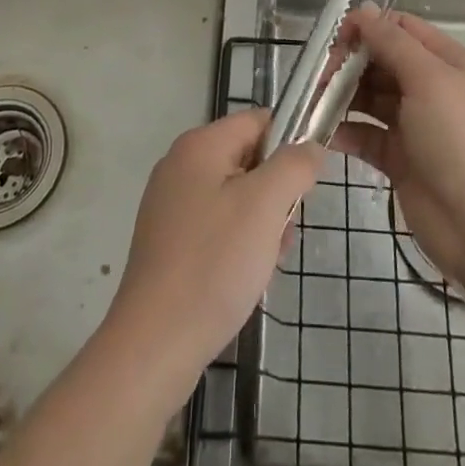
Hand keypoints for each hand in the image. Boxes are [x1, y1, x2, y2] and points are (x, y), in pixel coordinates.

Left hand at [102, 109, 322, 395]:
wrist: (155, 344)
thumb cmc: (214, 263)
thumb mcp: (265, 205)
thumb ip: (294, 165)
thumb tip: (309, 146)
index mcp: (199, 145)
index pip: (258, 121)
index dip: (290, 143)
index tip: (307, 184)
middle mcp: (180, 165)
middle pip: (247, 159)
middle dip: (275, 193)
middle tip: (284, 231)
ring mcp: (170, 205)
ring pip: (235, 197)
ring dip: (261, 224)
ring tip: (266, 262)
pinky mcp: (168, 242)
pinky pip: (217, 226)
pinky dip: (238, 245)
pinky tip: (246, 279)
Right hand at [332, 6, 464, 287]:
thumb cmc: (457, 139)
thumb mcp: (428, 79)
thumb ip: (392, 42)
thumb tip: (364, 10)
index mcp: (445, 62)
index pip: (401, 28)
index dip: (369, 27)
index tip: (337, 38)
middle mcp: (430, 88)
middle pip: (381, 61)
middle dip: (350, 63)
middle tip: (321, 76)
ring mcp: (413, 124)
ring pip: (370, 97)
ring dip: (342, 96)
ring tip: (315, 102)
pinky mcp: (398, 158)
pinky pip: (365, 134)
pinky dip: (344, 131)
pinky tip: (323, 133)